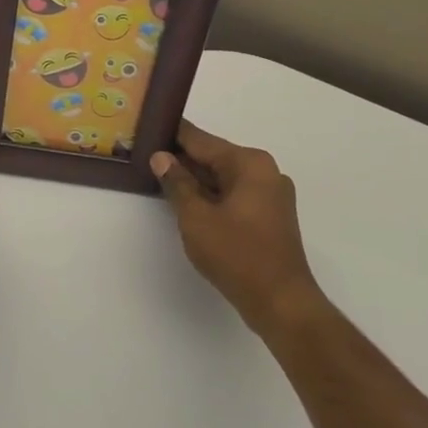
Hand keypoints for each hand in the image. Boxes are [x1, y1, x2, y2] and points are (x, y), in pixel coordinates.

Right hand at [151, 122, 326, 338]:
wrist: (281, 302)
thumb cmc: (237, 255)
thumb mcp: (196, 218)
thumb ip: (177, 184)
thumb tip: (161, 157)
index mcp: (249, 164)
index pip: (201, 140)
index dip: (173, 134)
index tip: (148, 125)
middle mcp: (264, 172)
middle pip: (214, 157)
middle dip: (182, 158)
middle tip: (146, 153)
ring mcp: (270, 195)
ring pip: (223, 178)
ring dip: (195, 179)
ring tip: (159, 175)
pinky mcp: (269, 217)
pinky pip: (233, 195)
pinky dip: (211, 196)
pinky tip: (185, 202)